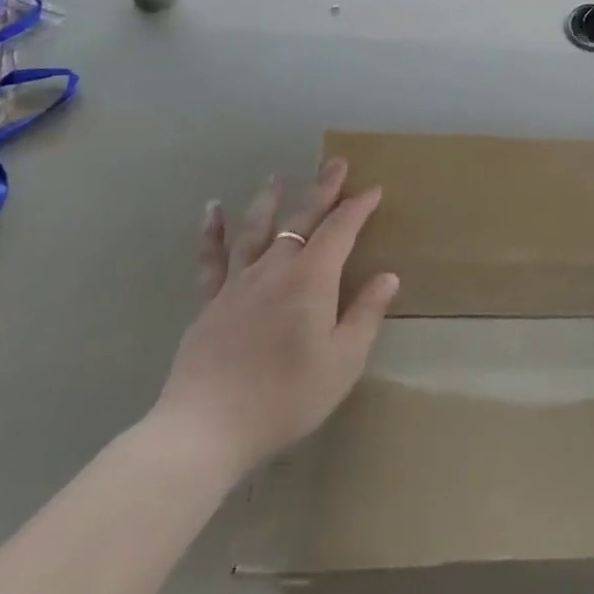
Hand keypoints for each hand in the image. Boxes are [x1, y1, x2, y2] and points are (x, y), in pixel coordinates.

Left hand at [149, 158, 399, 482]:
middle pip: (302, 219)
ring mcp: (238, 284)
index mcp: (311, 279)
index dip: (358, 208)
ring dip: (270, 199)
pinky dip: (212, 233)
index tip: (374, 189)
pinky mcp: (210, 304)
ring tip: (277, 176)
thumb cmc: (285, 397)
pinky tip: (212, 210)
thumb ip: (366, 314)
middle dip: (323, 189)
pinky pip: (212, 260)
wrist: (205, 430)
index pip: (340, 230)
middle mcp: (275, 269)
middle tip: (337, 162)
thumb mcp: (343, 362)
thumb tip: (388, 277)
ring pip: (257, 229)